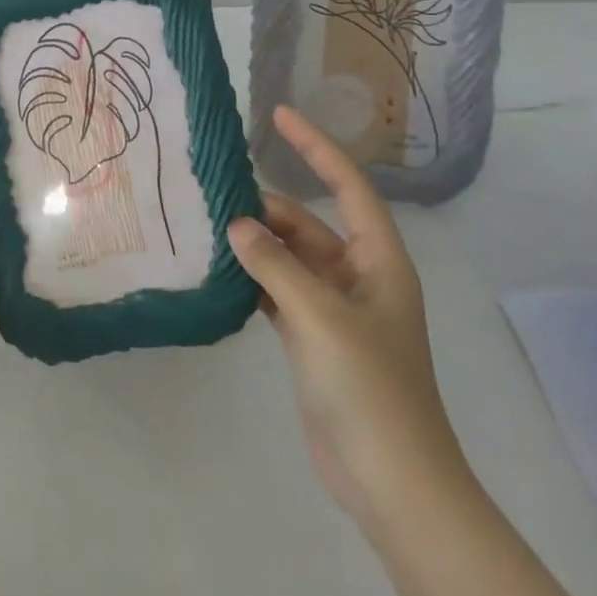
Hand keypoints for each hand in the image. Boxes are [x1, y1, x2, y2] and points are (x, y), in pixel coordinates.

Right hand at [230, 106, 467, 532]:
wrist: (390, 480)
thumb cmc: (369, 389)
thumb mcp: (320, 317)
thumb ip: (275, 265)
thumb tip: (237, 223)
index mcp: (378, 261)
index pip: (349, 186)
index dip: (316, 147)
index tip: (278, 115)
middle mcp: (357, 276)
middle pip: (309, 223)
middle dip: (267, 207)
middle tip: (213, 194)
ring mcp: (334, 308)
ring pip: (289, 257)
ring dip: (256, 243)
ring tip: (206, 226)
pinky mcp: (312, 336)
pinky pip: (278, 289)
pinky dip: (252, 277)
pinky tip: (219, 270)